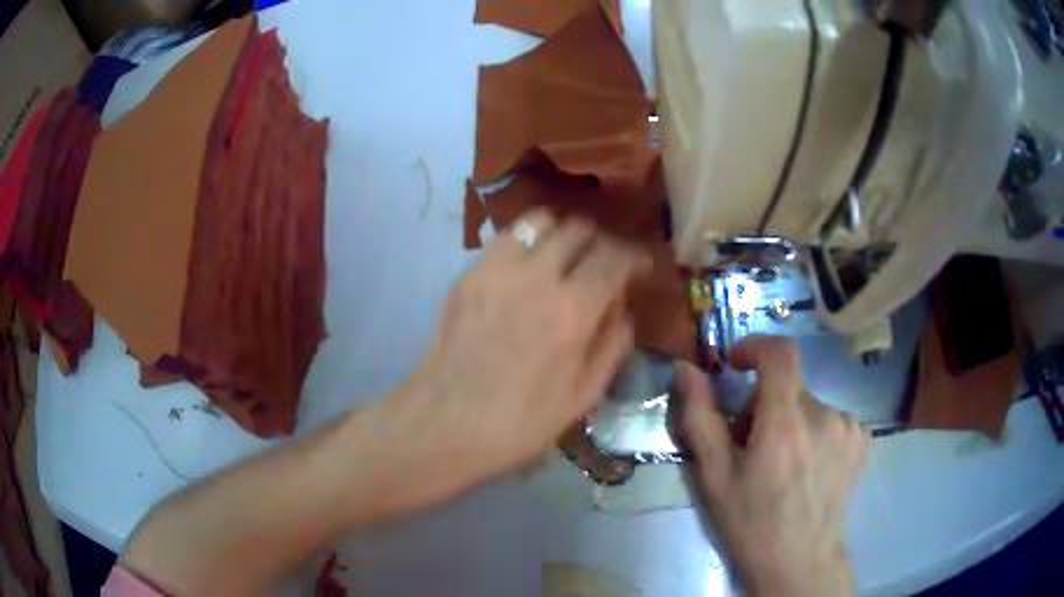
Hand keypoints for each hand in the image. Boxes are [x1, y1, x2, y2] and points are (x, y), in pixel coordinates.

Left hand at [393, 209, 648, 487]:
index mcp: (571, 311)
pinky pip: (504, 240)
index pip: (614, 258)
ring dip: (561, 233)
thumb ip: (613, 344)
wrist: (447, 423)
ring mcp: (495, 271)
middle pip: (578, 230)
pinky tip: (526, 271)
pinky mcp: (467, 276)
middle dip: (601, 242)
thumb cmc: (521, 422)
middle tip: (604, 263)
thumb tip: (622, 308)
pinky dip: (526, 244)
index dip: (635, 256)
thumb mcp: (584, 395)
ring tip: (565, 257)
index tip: (641, 265)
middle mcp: (535, 277)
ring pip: (538, 222)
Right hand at [678, 336, 868, 596]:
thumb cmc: (752, 522)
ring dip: (791, 420)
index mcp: (786, 423)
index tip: (737, 365)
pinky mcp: (861, 438)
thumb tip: (686, 369)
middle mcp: (824, 414)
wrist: (800, 560)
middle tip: (752, 444)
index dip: (755, 347)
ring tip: (782, 462)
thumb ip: (700, 418)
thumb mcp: (715, 477)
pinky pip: (831, 418)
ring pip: (809, 404)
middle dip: (765, 403)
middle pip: (789, 385)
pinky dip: (814, 431)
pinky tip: (808, 466)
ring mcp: (848, 426)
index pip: (779, 353)